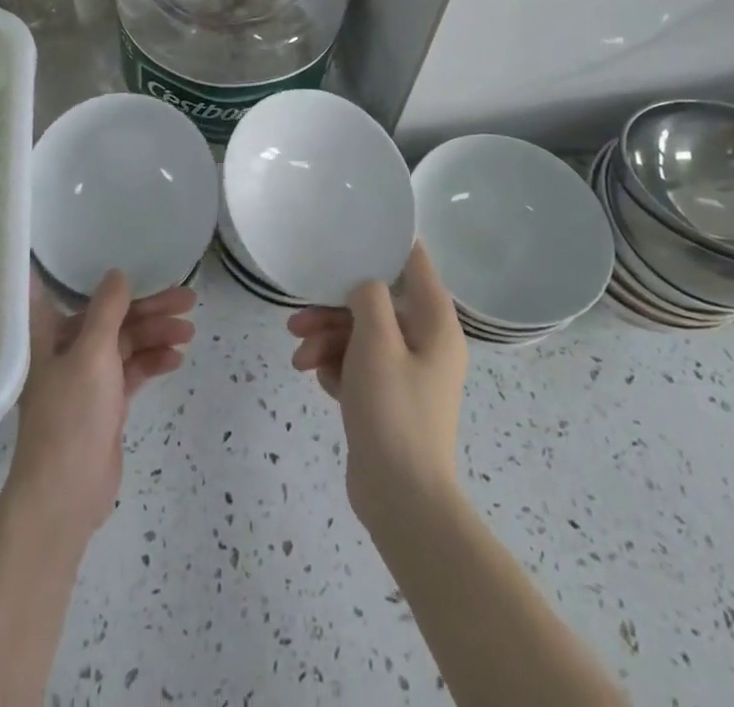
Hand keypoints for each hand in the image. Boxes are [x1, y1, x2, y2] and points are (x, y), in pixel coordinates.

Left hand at [6, 271, 195, 535]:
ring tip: (189, 330)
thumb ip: (107, 310)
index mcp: (49, 333)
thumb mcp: (92, 353)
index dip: (93, 274)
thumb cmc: (71, 415)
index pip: (68, 290)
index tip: (128, 258)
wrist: (66, 495)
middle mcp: (66, 350)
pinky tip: (176, 358)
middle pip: (111, 317)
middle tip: (187, 298)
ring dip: (155, 334)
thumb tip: (118, 273)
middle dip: (148, 308)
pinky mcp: (105, 404)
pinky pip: (132, 371)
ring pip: (125, 343)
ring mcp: (87, 378)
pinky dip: (152, 362)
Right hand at [286, 245, 466, 525]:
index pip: (415, 264)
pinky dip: (335, 367)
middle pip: (376, 304)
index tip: (351, 232)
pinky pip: (357, 366)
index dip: (386, 244)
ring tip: (299, 359)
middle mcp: (425, 343)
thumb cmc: (394, 410)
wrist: (401, 499)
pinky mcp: (386, 398)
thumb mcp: (377, 342)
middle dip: (333, 310)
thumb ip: (369, 297)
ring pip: (360, 335)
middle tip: (297, 321)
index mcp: (436, 324)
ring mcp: (406, 373)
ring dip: (326, 341)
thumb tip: (365, 283)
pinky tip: (317, 379)